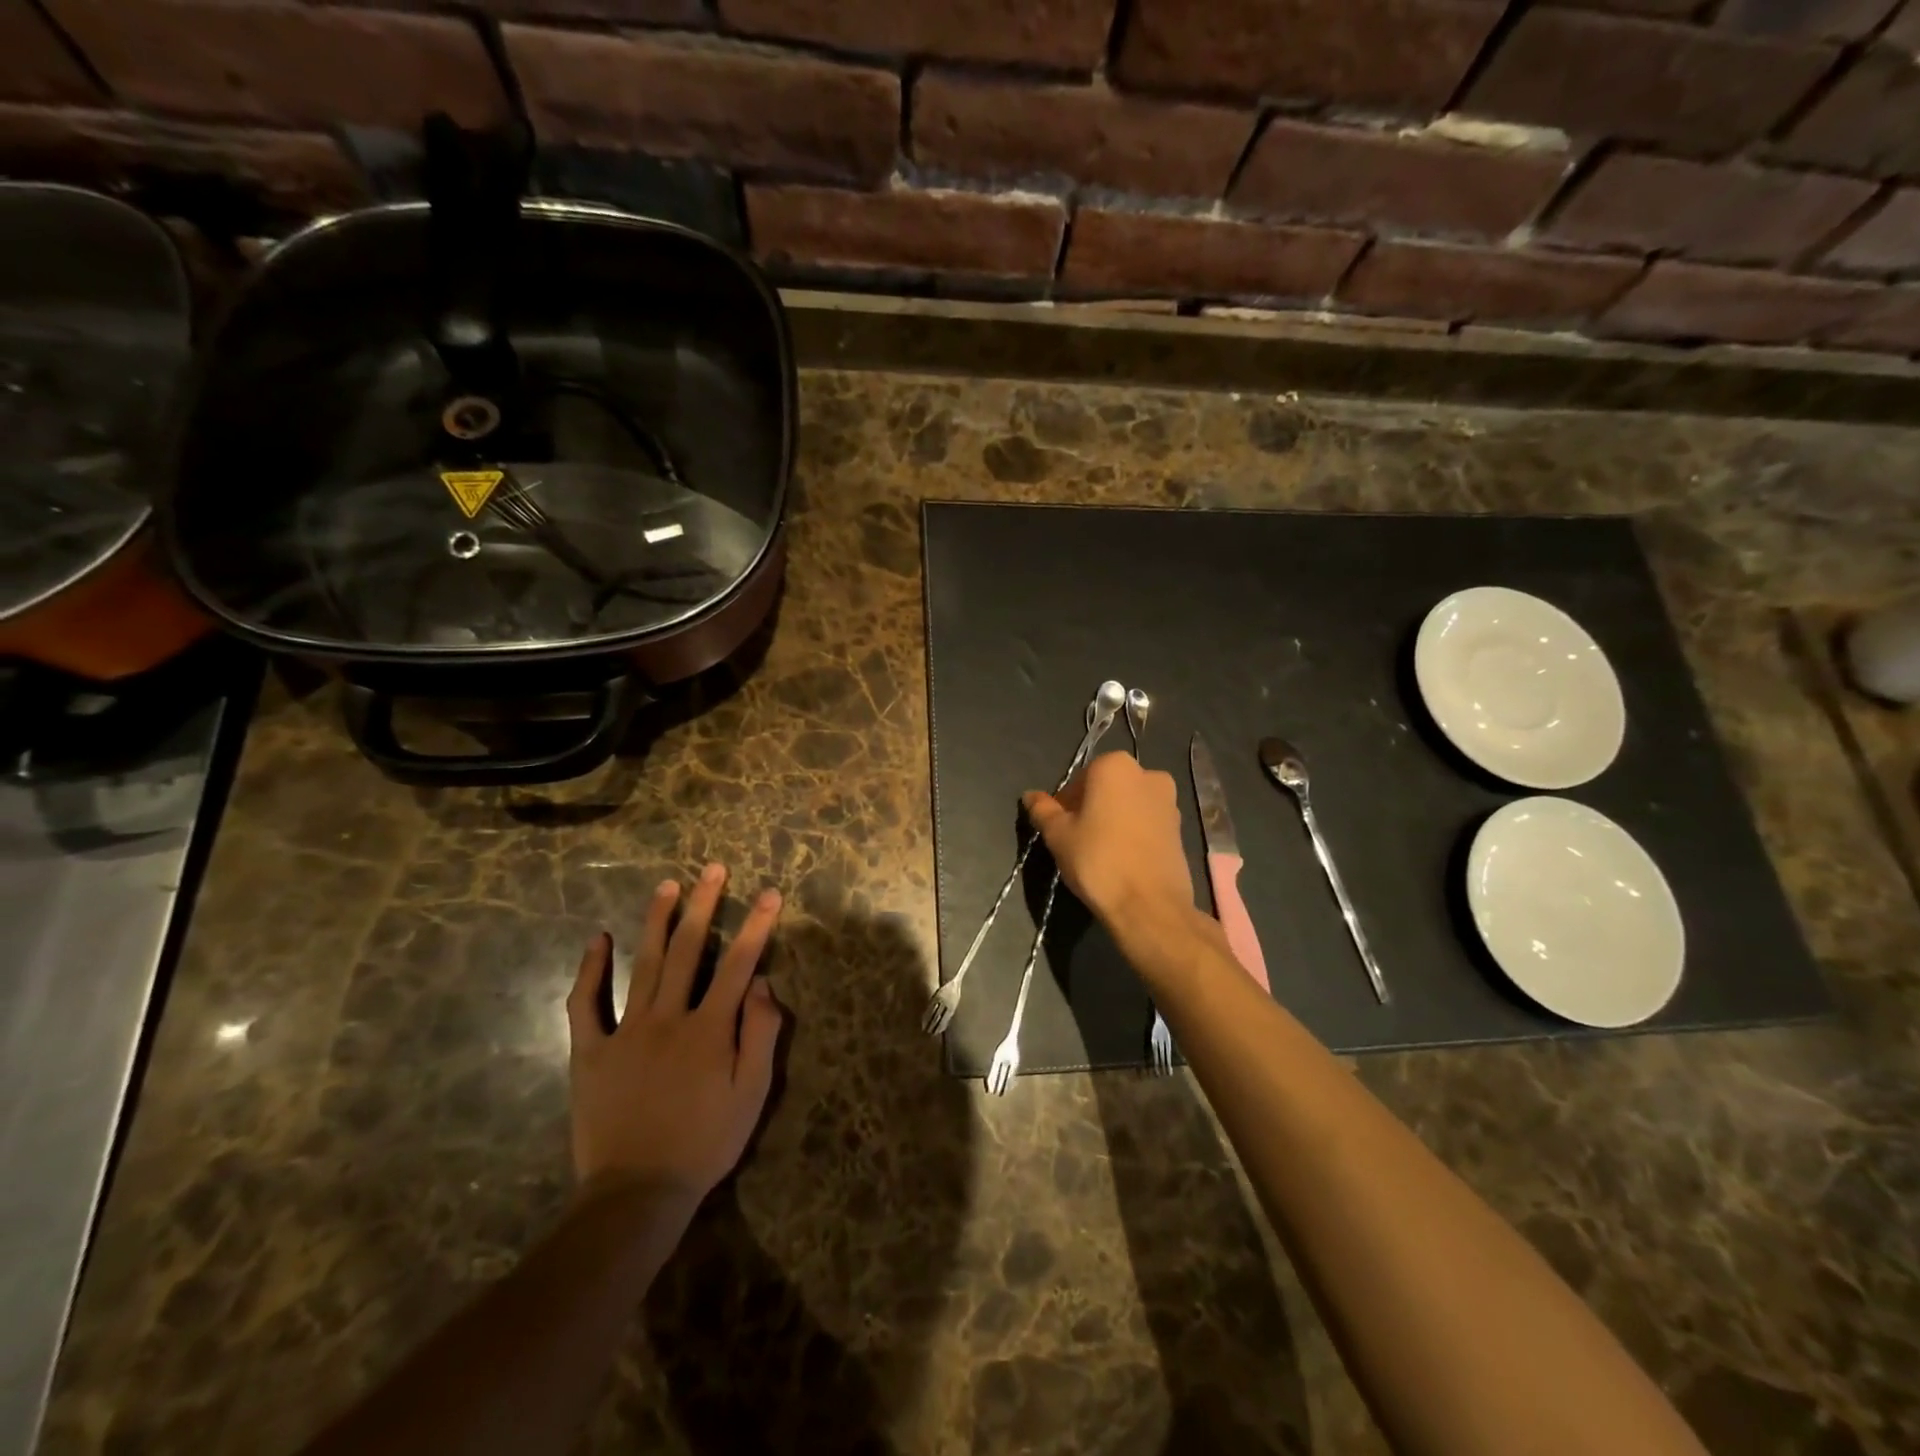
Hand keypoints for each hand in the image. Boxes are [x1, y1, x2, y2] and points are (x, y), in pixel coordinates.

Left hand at [567, 863, 784, 1211]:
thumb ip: (761, 1035)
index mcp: (710, 1029)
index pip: (739, 964)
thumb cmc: (705, 1143)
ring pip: (645, 964)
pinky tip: (598, 939)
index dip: (757, 926)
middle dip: (705, 905)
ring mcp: (626, 1032)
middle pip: (689, 950)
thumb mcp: (752, 1095)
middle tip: (713, 869)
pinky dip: (590, 970)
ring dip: (658, 921)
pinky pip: (586, 1004)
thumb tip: (762, 984)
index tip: (770, 893)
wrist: (637, 1193)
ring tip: (668, 886)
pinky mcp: (591, 1051)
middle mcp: (668, 1018)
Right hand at [1023, 751, 1194, 928]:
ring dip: (1113, 820)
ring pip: (1129, 805)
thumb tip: (1030, 795)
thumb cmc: (1097, 860)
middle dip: (1091, 808)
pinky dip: (1133, 833)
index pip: (1079, 779)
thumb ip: (1042, 810)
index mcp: (1115, 766)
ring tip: (1101, 852)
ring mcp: (1170, 801)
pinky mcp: (1181, 828)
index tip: (1060, 828)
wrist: (1149, 905)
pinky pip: (1147, 823)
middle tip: (1077, 840)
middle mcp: (1148, 774)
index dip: (1065, 804)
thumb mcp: (1058, 834)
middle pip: (1107, 788)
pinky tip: (1122, 860)